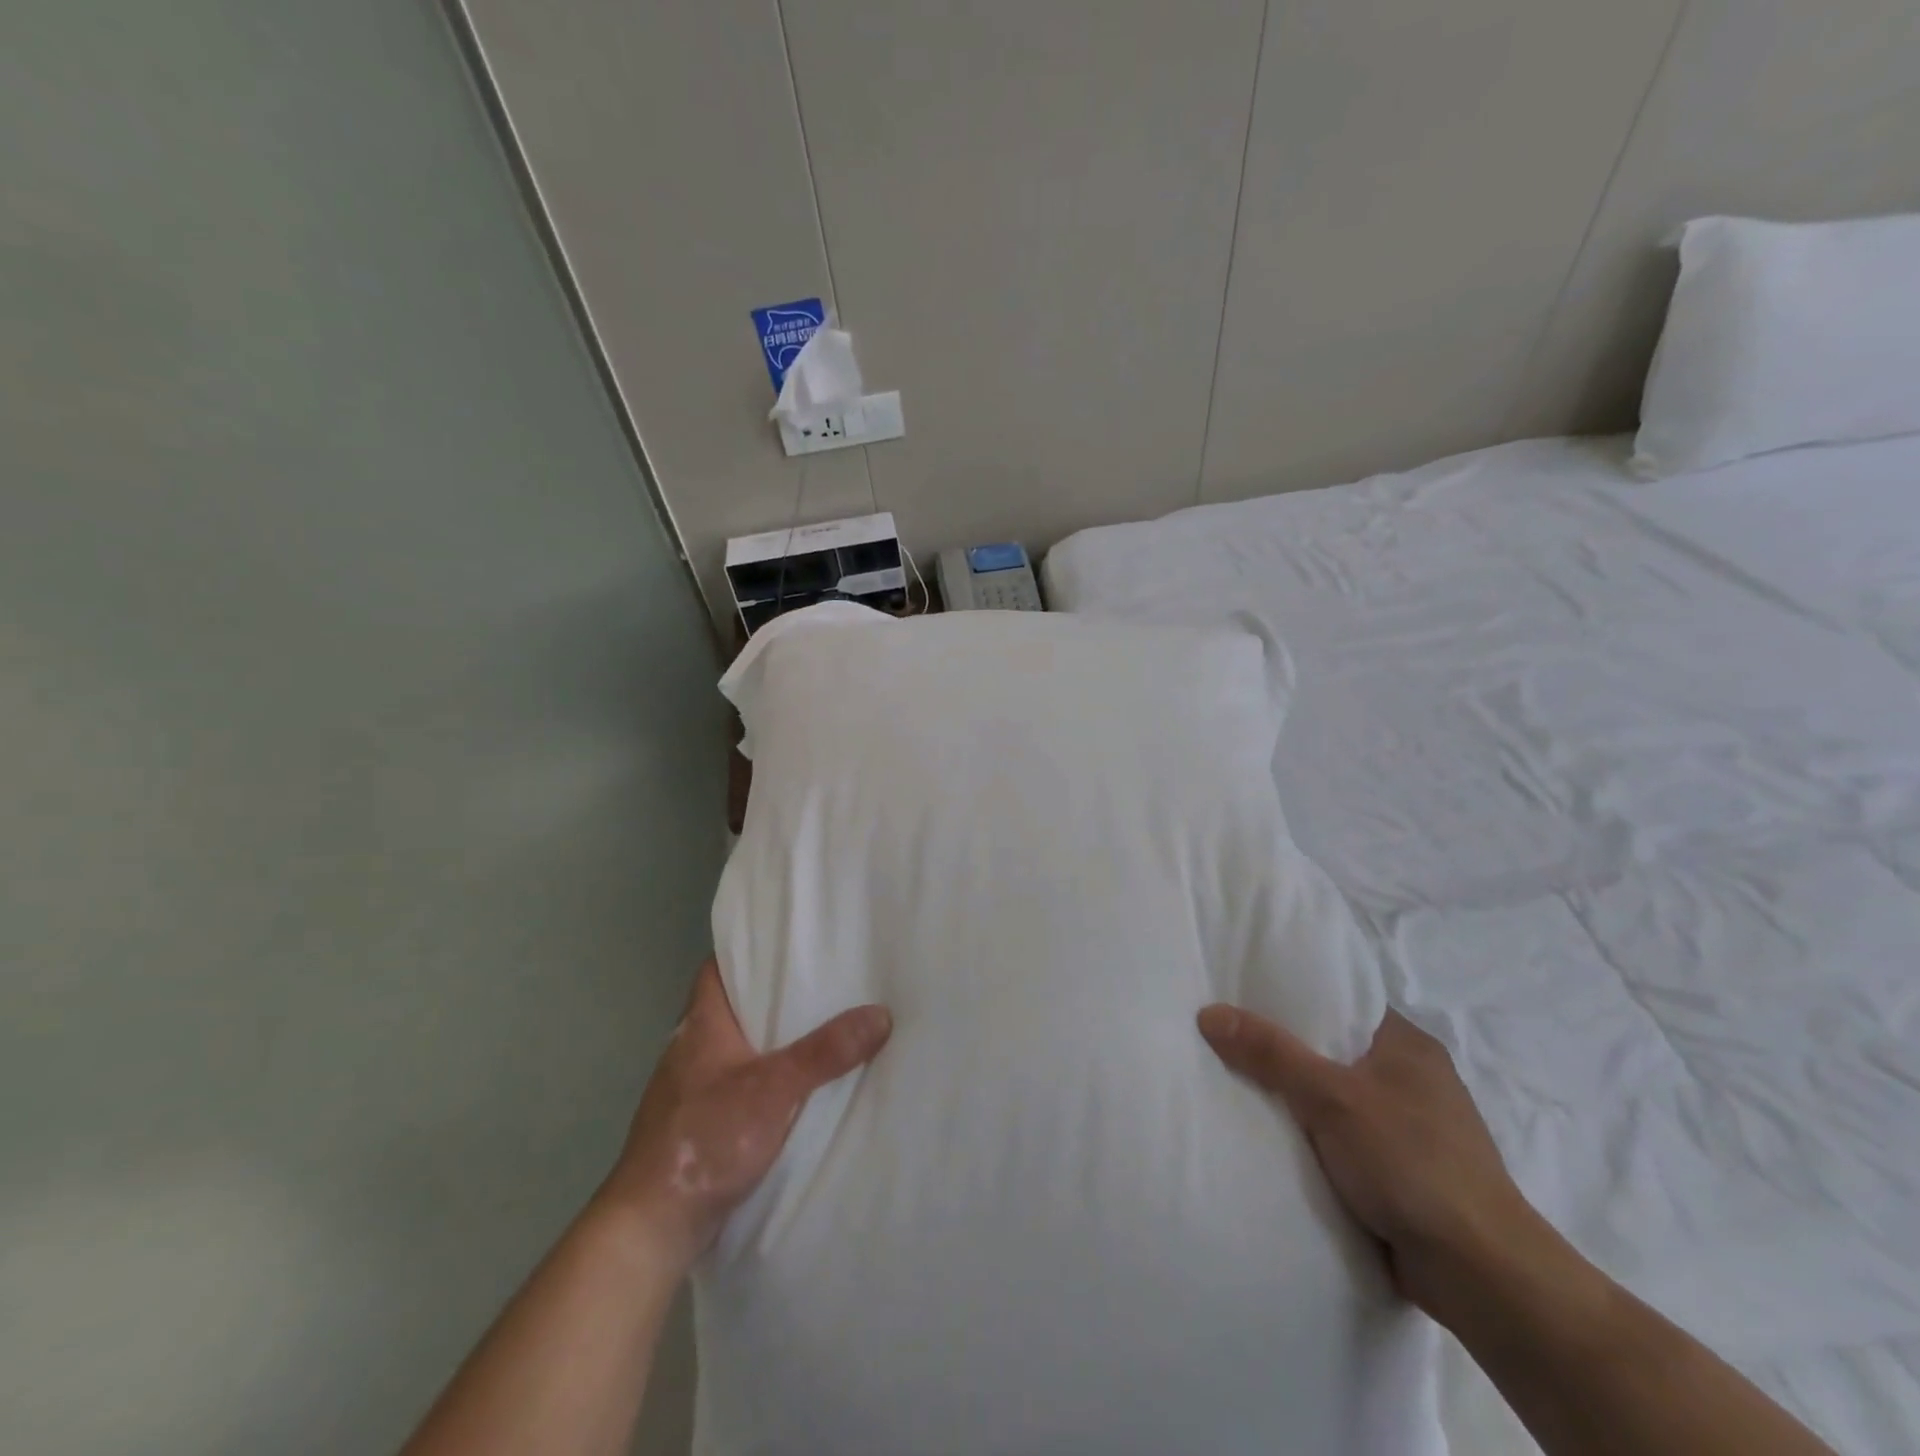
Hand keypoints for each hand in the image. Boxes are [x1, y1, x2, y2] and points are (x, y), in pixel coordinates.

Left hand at [601, 958, 891, 1270]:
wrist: (651, 1226)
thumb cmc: (705, 1138)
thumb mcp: (774, 1088)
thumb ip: (825, 1052)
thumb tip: (880, 1013)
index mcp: (700, 1024)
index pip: (718, 967)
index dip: (748, 951)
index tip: (788, 942)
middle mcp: (692, 1048)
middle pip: (733, 1005)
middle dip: (773, 995)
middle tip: (822, 980)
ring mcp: (692, 1088)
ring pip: (738, 1047)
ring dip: (770, 1039)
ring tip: (820, 1026)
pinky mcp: (699, 1124)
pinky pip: (739, 1083)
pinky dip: (765, 1076)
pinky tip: (796, 1086)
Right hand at [1196, 1004, 1541, 1318]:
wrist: (1481, 1275)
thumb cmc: (1411, 1162)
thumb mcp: (1330, 1097)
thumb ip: (1270, 1053)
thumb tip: (1208, 1012)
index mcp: (1407, 1044)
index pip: (1342, 999)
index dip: (1293, 993)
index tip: (1243, 990)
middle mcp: (1412, 1078)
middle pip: (1332, 1048)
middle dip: (1285, 1048)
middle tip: (1227, 1035)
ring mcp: (1410, 1128)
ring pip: (1336, 1097)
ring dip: (1297, 1099)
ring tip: (1235, 1080)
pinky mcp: (1403, 1172)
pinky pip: (1343, 1139)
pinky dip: (1313, 1138)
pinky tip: (1272, 1136)